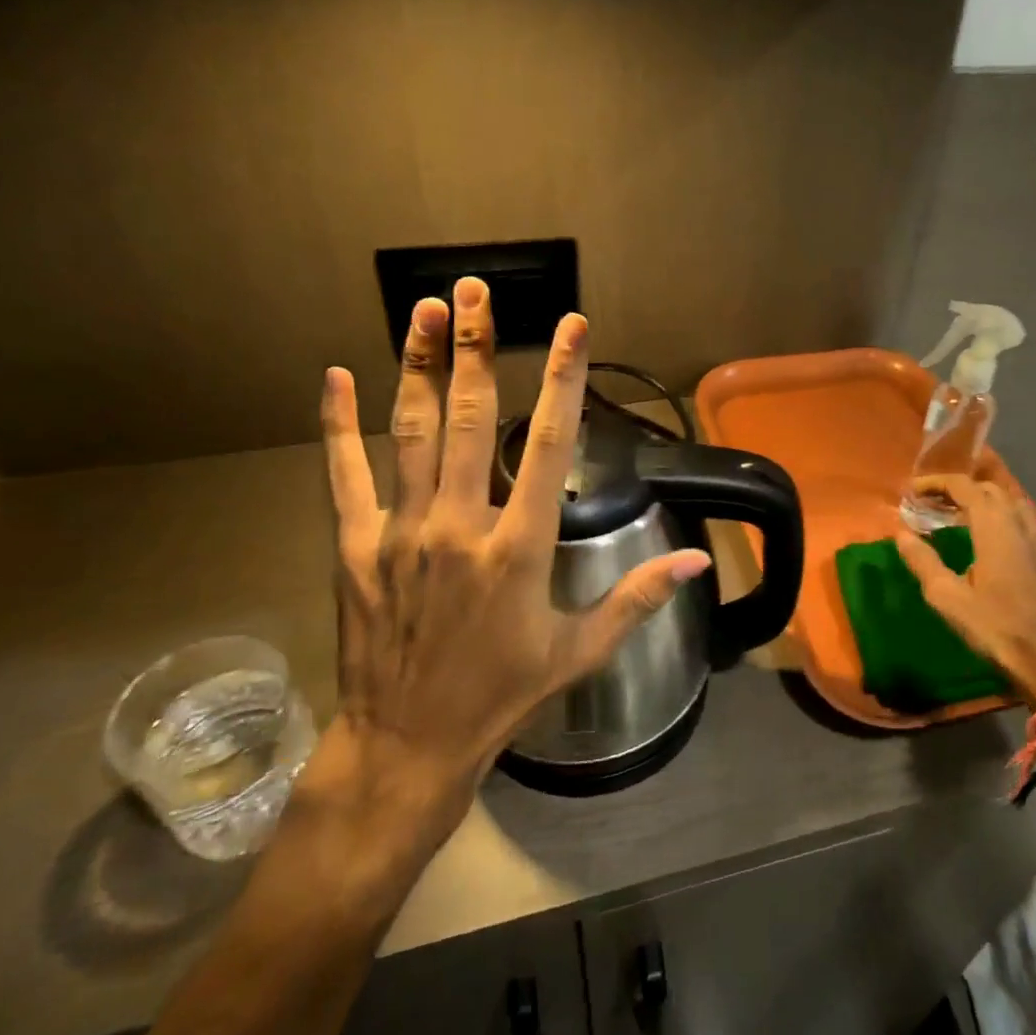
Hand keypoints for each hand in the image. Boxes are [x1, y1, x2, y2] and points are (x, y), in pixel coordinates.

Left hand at [294, 278, 711, 903]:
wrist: (409, 745)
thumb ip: (639, 597)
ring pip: (409, 432)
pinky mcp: (355, 548)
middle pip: (467, 417)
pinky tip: (336, 377)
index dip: (562, 378)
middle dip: (474, 347)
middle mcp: (459, 525)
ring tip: (423, 309)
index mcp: (519, 546)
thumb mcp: (579, 650)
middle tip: (474, 289)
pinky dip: (339, 425)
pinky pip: (344, 475)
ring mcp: (400, 532)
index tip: (570, 326)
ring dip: (415, 365)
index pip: (547, 443)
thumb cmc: (502, 696)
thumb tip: (699, 560)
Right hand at [895, 475, 1035, 707]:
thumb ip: (923, 562)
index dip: (936, 483)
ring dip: (982, 503)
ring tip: (957, 519)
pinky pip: (1024, 524)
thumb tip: (901, 533)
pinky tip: (988, 545)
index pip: (965, 487)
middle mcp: (1022, 526)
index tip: (912, 490)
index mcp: (996, 528)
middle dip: (959, 490)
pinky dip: (1000, 520)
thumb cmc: (999, 630)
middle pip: (990, 490)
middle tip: (931, 503)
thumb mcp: (949, 599)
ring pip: (1011, 505)